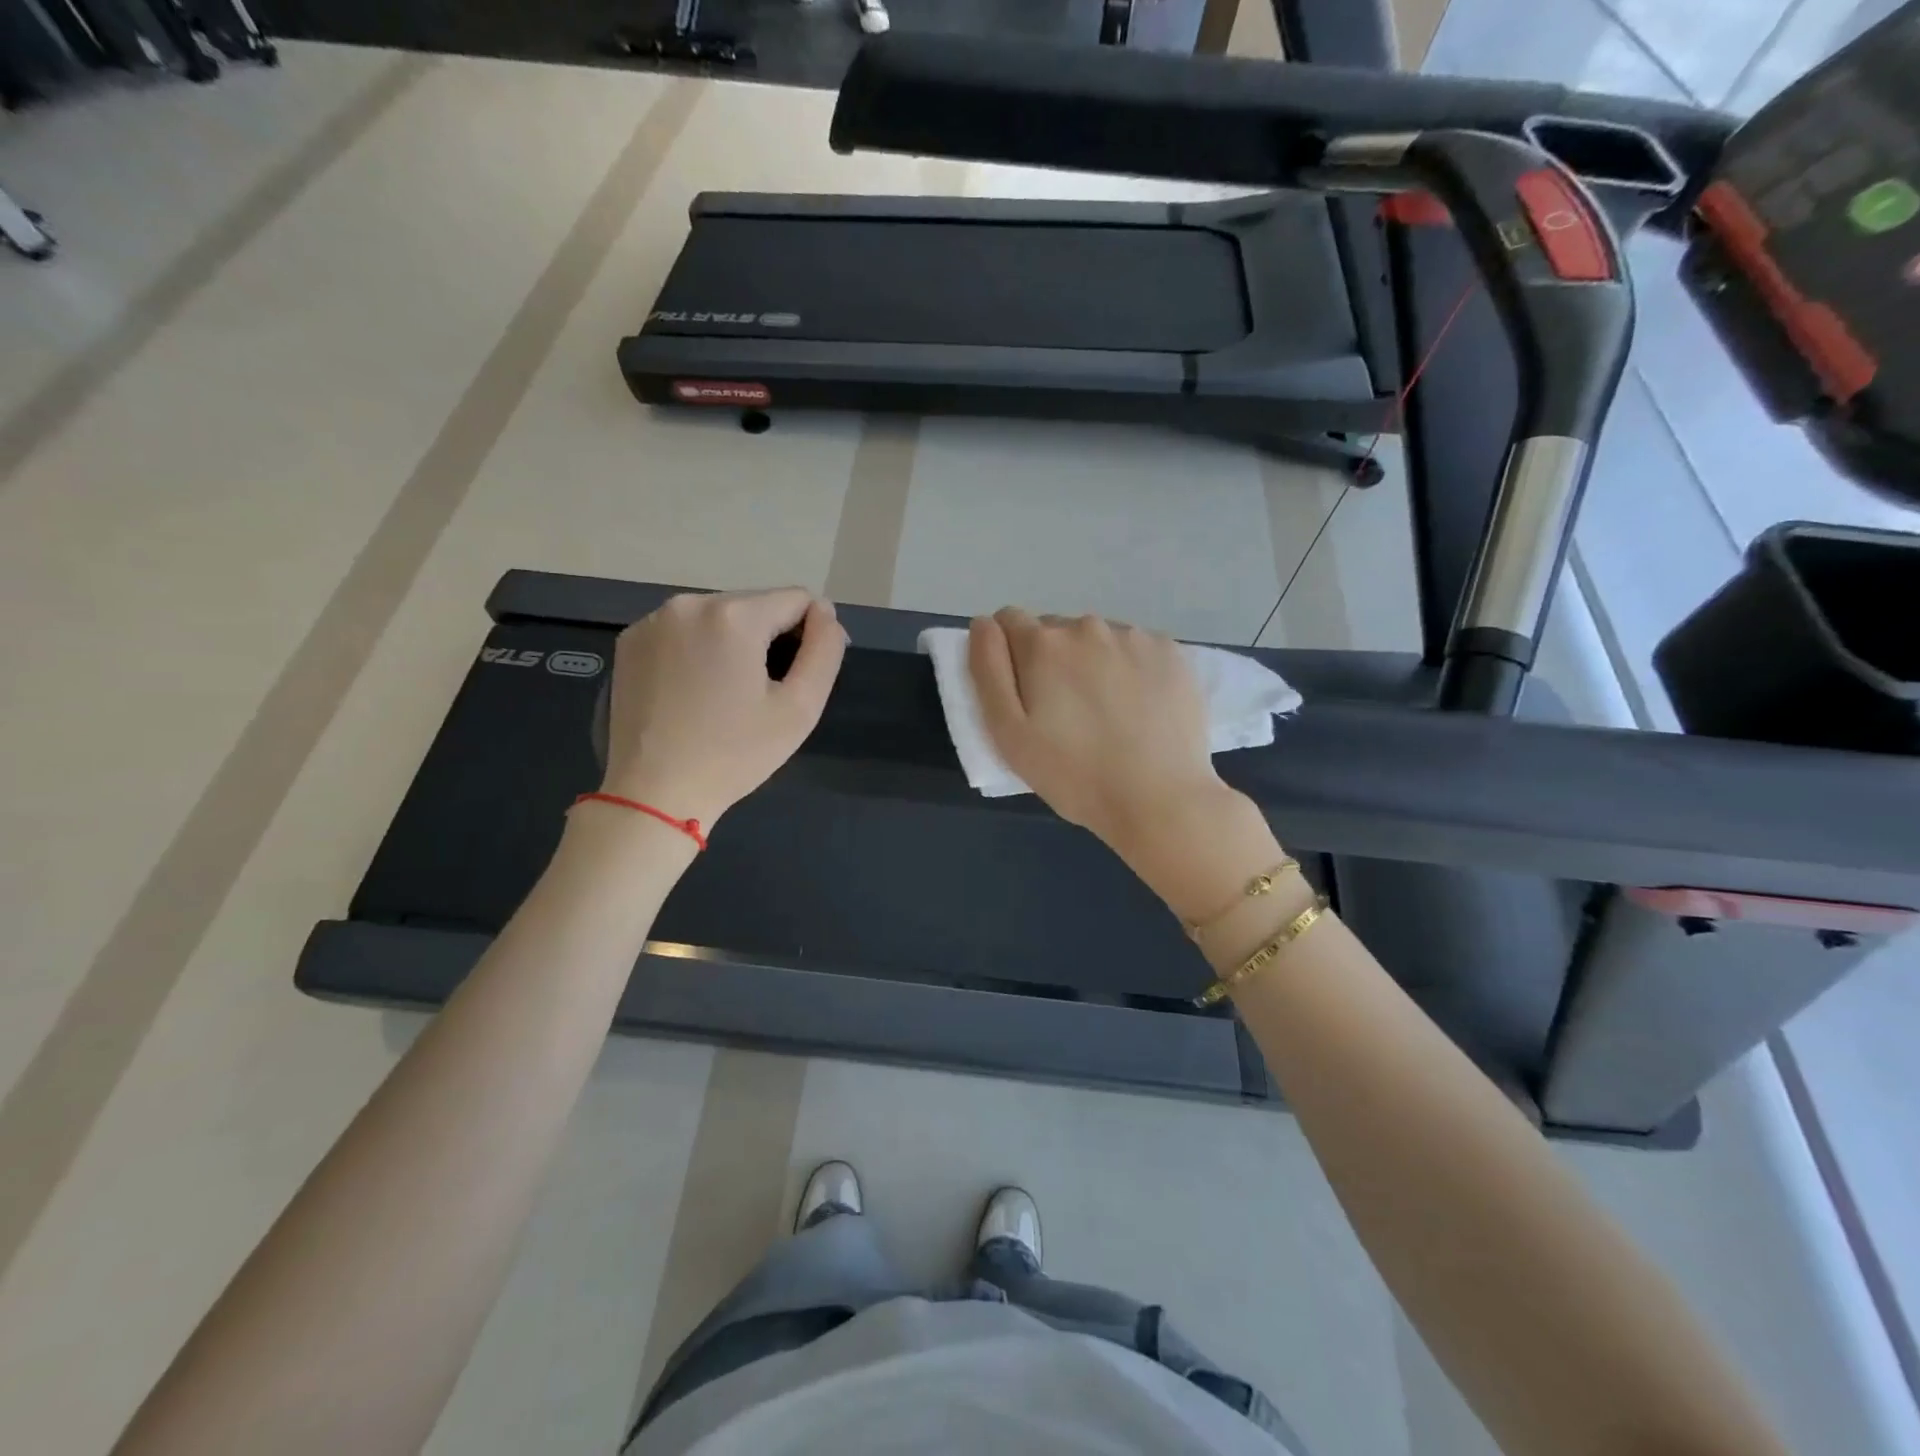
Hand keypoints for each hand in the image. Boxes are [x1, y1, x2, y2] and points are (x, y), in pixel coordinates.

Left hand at [600, 588, 844, 825]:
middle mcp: (689, 603)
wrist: (654, 794)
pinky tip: (693, 691)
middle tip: (761, 693)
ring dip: (734, 643)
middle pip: (756, 605)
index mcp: (734, 616)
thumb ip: (825, 650)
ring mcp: (652, 620)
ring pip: (719, 616)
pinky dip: (698, 649)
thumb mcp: (800, 708)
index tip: (798, 677)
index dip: (811, 634)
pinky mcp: (630, 641)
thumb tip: (826, 612)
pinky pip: (683, 630)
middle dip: (769, 639)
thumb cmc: (735, 754)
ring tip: (726, 694)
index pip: (797, 599)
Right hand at [968, 609, 1226, 851]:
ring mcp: (1135, 636)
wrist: (1161, 800)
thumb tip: (983, 624)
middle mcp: (1088, 626)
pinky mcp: (1172, 652)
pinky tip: (1139, 709)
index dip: (1008, 655)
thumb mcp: (1009, 734)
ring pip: (1097, 639)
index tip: (1023, 694)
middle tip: (1065, 714)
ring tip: (1106, 714)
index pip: (1008, 621)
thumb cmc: (1074, 775)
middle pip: (1055, 631)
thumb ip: (988, 670)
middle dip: (1051, 661)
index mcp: (1043, 643)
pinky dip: (1131, 669)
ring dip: (1092, 663)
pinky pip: (1136, 649)